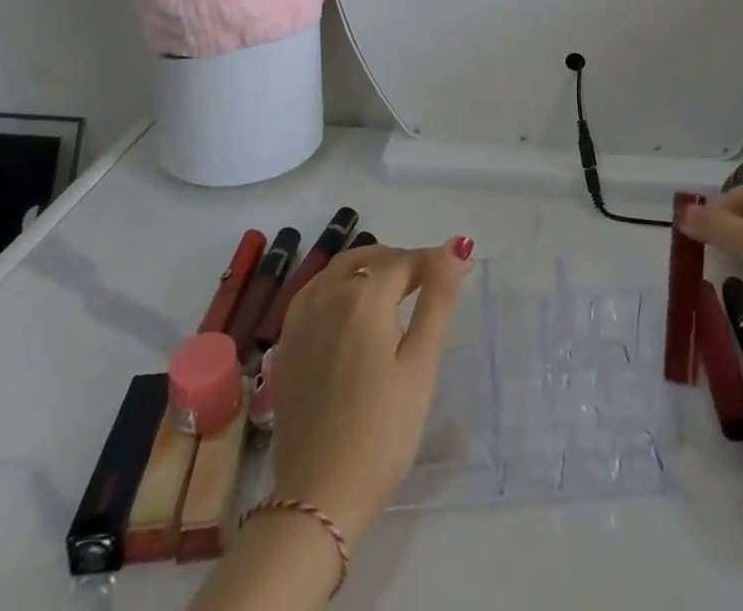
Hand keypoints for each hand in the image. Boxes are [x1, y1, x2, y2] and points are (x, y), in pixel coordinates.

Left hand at [266, 239, 474, 541]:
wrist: (318, 497)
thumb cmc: (382, 431)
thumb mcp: (421, 364)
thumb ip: (438, 299)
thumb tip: (456, 246)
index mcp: (364, 297)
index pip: (405, 261)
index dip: (433, 262)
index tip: (455, 273)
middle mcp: (327, 296)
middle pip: (368, 259)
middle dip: (400, 262)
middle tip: (426, 284)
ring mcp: (299, 320)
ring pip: (337, 271)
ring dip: (367, 270)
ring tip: (392, 294)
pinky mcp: (285, 345)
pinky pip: (314, 294)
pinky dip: (338, 288)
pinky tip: (350, 314)